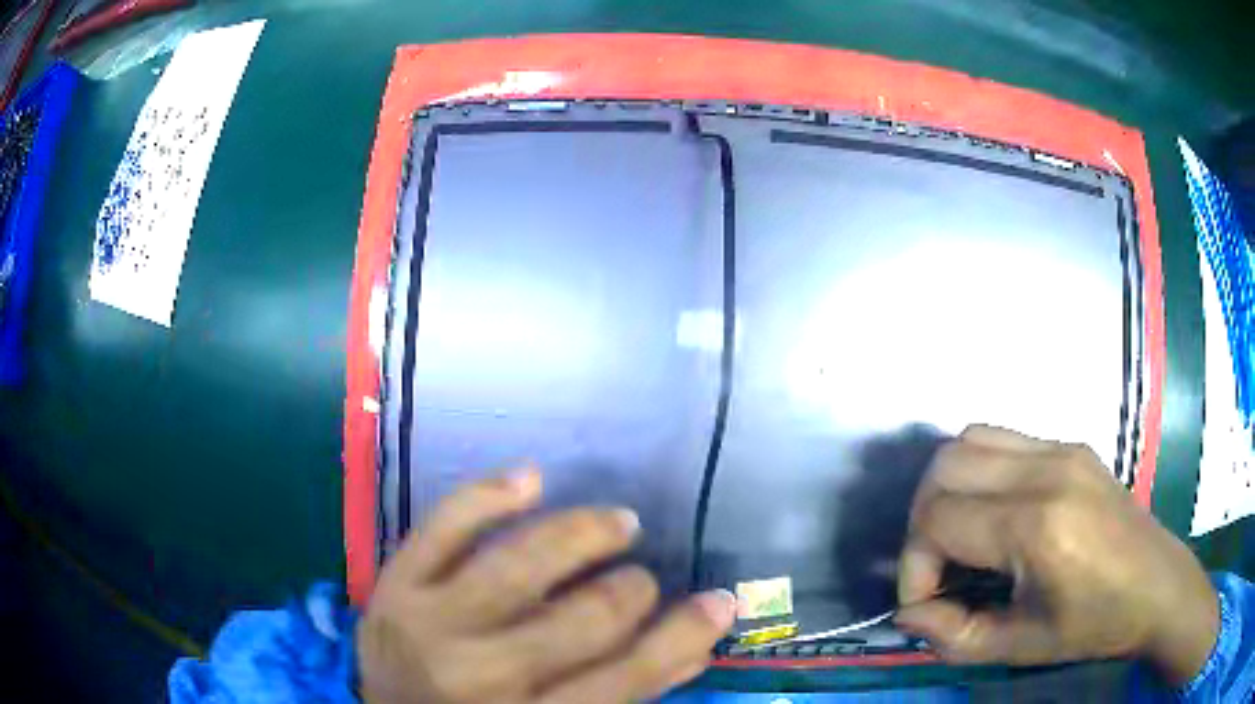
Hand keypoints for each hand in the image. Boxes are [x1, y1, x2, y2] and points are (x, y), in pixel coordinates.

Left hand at [357, 468, 736, 702]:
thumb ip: (626, 690)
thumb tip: (699, 639)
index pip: (627, 678)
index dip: (682, 635)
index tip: (720, 600)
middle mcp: (481, 677)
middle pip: (581, 620)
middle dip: (629, 590)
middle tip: (641, 579)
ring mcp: (429, 626)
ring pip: (519, 564)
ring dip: (580, 534)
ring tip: (617, 523)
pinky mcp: (393, 587)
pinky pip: (442, 527)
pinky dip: (488, 496)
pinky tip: (531, 479)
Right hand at [895, 426, 1217, 685]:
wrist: (1157, 587)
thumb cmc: (1093, 626)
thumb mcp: (1019, 647)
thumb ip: (952, 635)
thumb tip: (909, 613)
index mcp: (1037, 526)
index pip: (937, 521)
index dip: (914, 567)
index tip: (927, 603)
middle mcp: (1045, 471)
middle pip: (943, 468)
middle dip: (922, 523)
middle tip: (938, 567)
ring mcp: (1060, 448)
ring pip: (967, 440)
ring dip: (947, 490)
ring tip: (960, 536)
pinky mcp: (1070, 443)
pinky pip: (1001, 438)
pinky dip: (978, 472)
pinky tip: (995, 514)